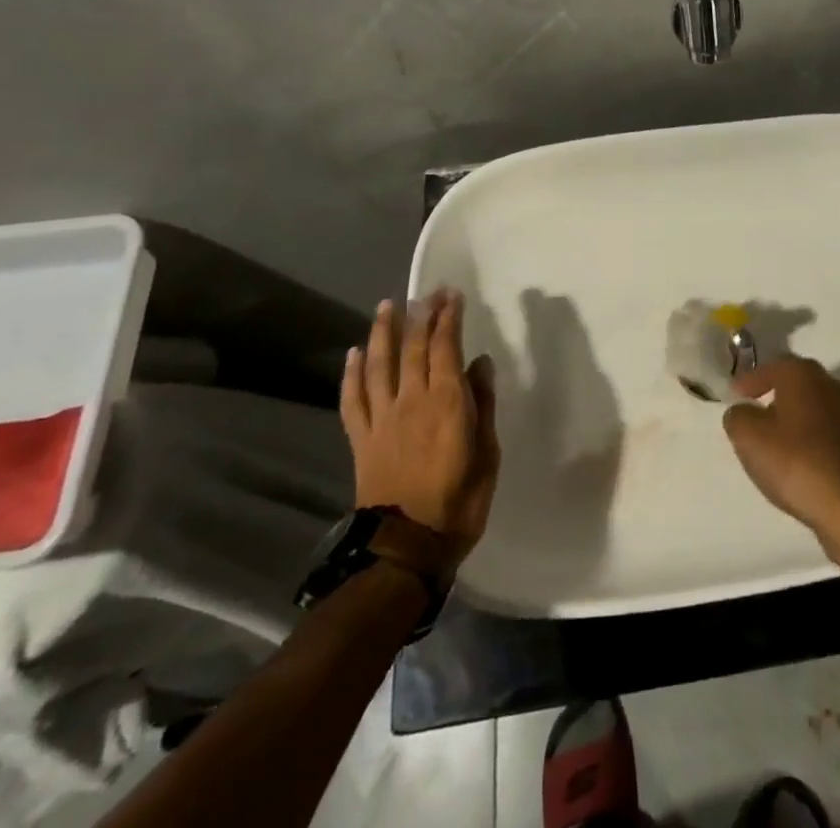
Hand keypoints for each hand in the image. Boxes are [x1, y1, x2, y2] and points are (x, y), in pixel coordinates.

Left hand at [340, 289, 499, 563]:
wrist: (405, 548)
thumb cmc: (459, 501)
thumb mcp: (487, 453)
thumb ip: (482, 404)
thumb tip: (480, 363)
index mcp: (447, 402)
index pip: (446, 347)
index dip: (449, 318)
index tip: (452, 295)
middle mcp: (412, 400)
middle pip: (413, 348)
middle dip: (421, 315)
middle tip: (427, 292)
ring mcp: (382, 419)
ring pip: (380, 365)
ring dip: (383, 332)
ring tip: (387, 306)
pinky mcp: (362, 439)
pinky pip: (353, 399)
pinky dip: (352, 373)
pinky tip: (355, 352)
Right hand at [722, 357, 839, 565]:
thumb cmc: (799, 464)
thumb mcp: (750, 439)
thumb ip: (738, 417)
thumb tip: (742, 411)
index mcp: (804, 375)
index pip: (772, 366)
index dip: (751, 380)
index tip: (735, 394)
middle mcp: (833, 386)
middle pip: (797, 384)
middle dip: (775, 396)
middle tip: (754, 415)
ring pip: (815, 409)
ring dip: (796, 420)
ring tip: (776, 444)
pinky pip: (830, 435)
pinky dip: (813, 442)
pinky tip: (802, 465)